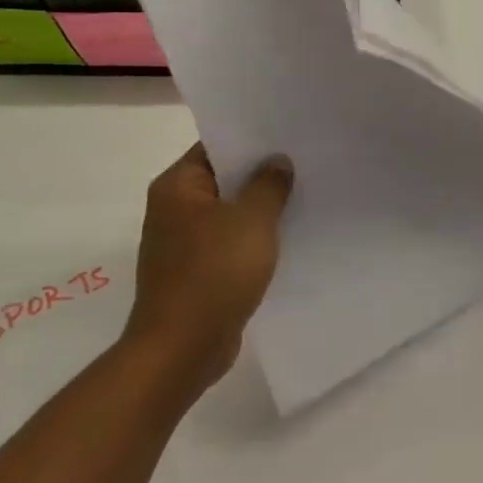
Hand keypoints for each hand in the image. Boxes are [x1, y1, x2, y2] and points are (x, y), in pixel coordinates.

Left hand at [128, 143, 293, 389]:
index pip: (216, 146)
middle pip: (225, 178)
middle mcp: (174, 209)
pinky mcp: (198, 271)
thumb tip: (277, 162)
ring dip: (262, 207)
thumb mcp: (252, 219)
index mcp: (177, 187)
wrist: (183, 348)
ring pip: (231, 212)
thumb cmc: (214, 272)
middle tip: (307, 161)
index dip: (253, 138)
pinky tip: (289, 236)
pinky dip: (255, 237)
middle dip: (263, 173)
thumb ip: (269, 184)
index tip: (290, 133)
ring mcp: (184, 242)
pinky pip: (231, 242)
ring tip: (306, 194)